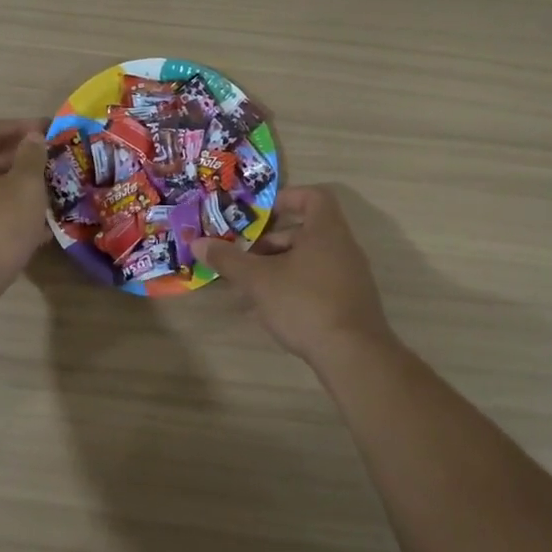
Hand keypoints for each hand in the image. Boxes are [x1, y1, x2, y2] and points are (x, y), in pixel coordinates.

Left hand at [0, 118, 50, 316]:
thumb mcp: (24, 189)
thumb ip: (31, 159)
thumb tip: (32, 137)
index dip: (23, 125)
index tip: (50, 129)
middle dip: (23, 157)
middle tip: (52, 162)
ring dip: (19, 186)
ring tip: (50, 194)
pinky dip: (12, 212)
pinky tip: (37, 229)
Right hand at [192, 185, 395, 363]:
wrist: (353, 355)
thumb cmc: (304, 303)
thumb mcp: (258, 280)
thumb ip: (228, 259)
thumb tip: (198, 243)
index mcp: (326, 231)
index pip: (313, 197)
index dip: (286, 198)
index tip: (260, 214)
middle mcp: (343, 247)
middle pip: (305, 231)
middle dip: (271, 242)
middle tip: (244, 256)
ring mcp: (350, 276)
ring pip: (308, 260)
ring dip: (278, 268)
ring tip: (249, 287)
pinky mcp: (350, 302)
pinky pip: (317, 283)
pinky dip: (293, 288)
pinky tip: (269, 311)